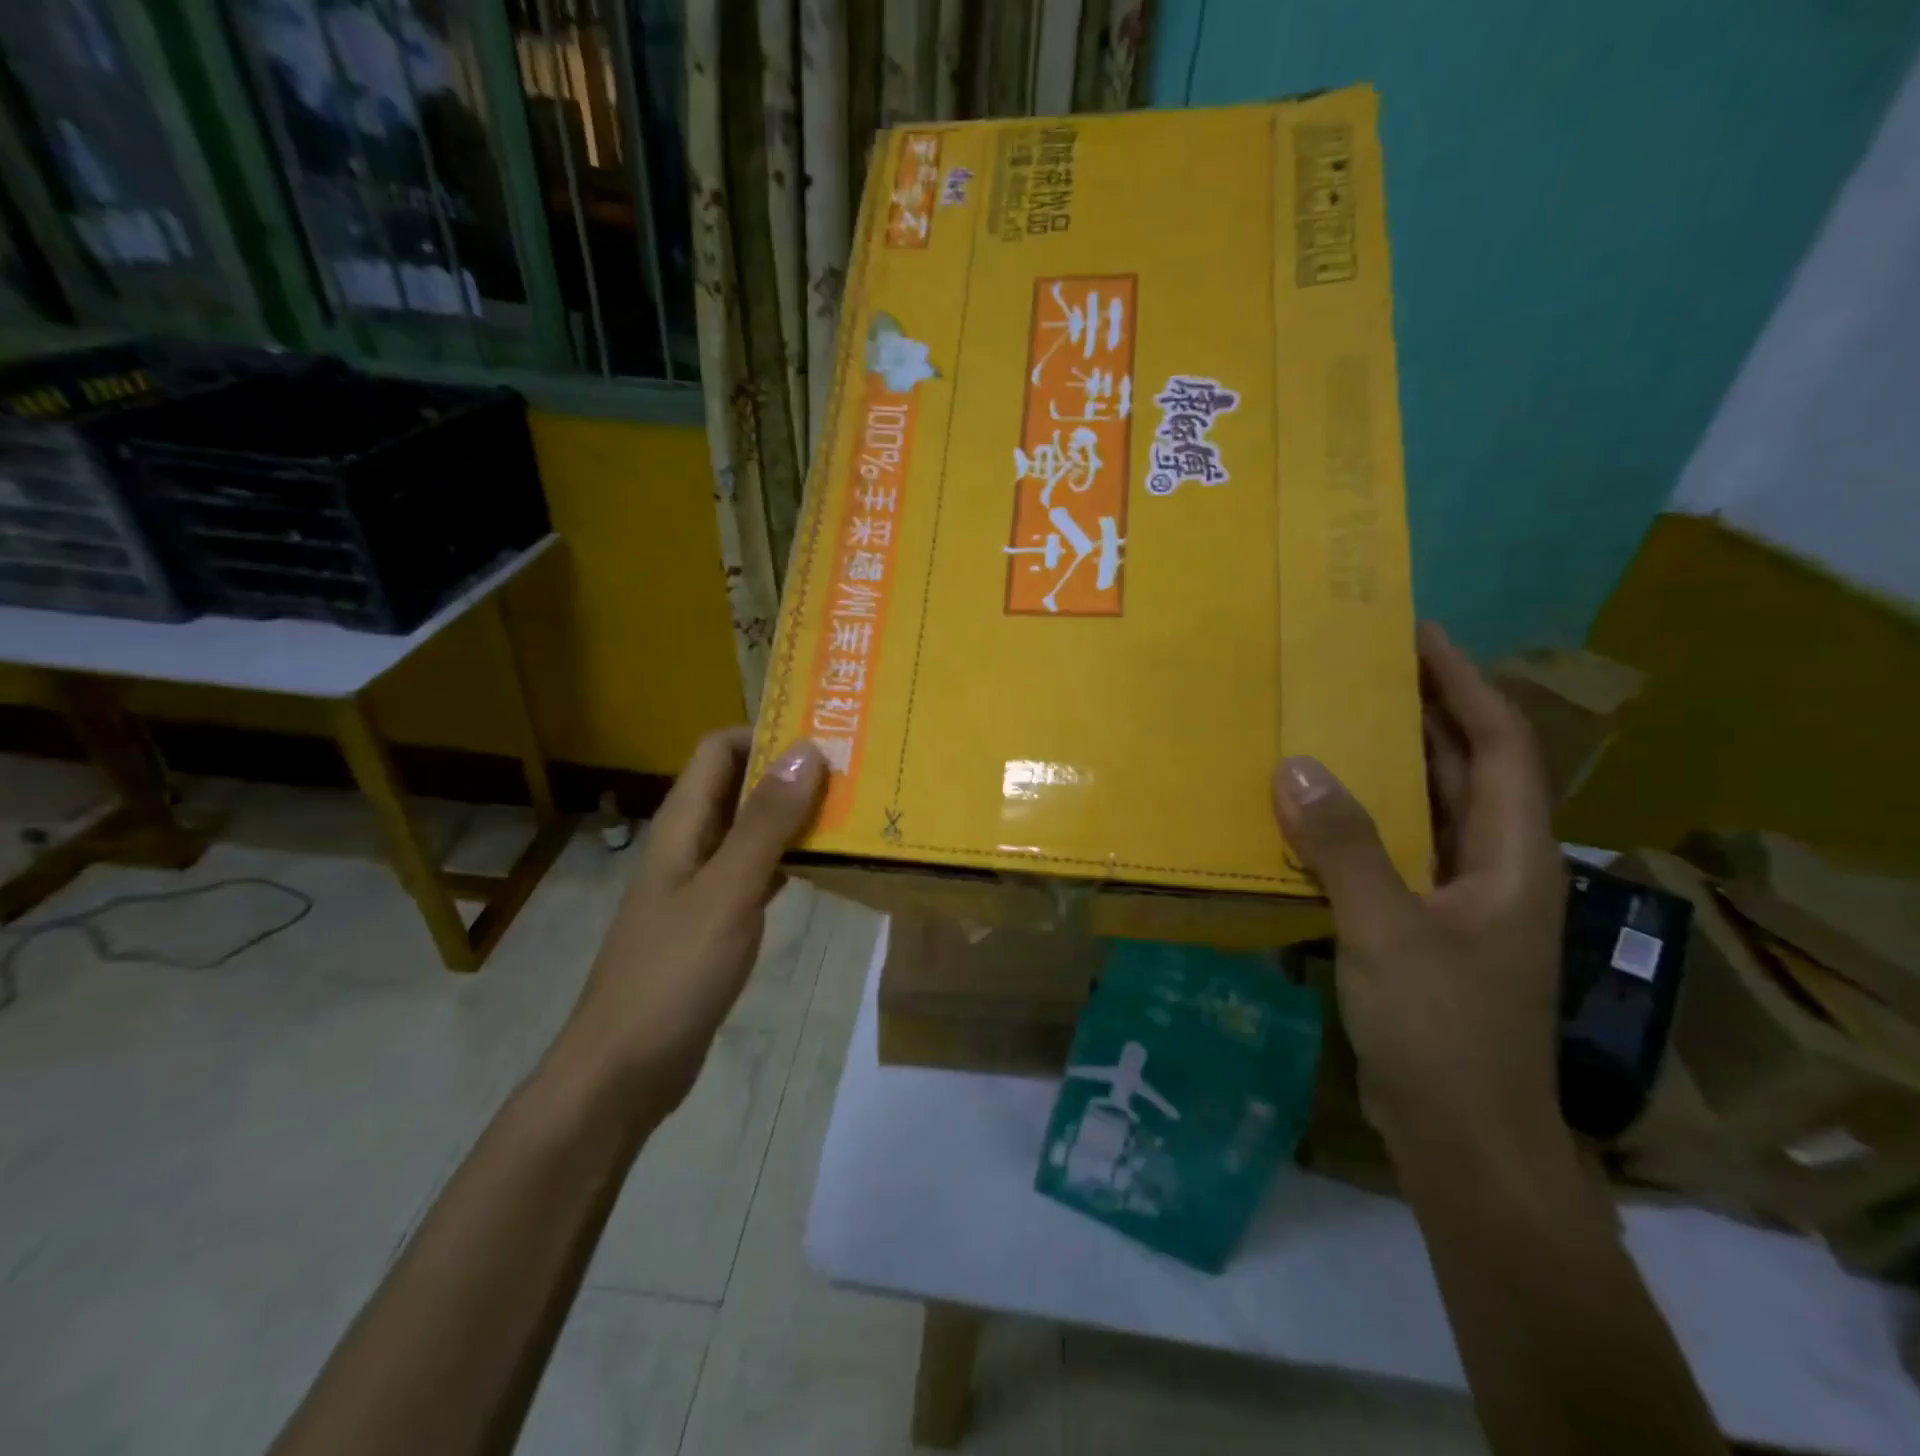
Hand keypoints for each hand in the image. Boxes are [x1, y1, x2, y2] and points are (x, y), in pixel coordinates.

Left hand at [554, 729, 826, 1115]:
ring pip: (752, 830)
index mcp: (683, 825)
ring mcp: (702, 885)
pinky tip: (826, 869)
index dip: (765, 734)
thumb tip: (806, 750)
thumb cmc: (673, 973)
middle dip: (791, 773)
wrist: (625, 1070)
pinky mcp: (716, 922)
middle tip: (854, 773)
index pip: (718, 749)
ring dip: (795, 817)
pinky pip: (757, 873)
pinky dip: (790, 861)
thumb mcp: (727, 891)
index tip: (824, 739)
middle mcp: (691, 844)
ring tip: (852, 812)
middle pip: (739, 786)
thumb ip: (766, 822)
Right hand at [1272, 623, 1565, 1150]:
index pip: (1499, 743)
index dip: (1463, 683)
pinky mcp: (1416, 925)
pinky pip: (1383, 852)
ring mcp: (1453, 896)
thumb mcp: (1391, 931)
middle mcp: (1489, 863)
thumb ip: (1345, 848)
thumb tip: (1294, 767)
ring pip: (1417, 810)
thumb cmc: (1445, 1030)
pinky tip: (1301, 813)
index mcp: (1510, 854)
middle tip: (1350, 670)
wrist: (1462, 1137)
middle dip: (1414, 713)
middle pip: (1458, 767)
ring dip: (1376, 767)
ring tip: (1319, 725)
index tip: (1415, 635)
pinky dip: (1348, 823)